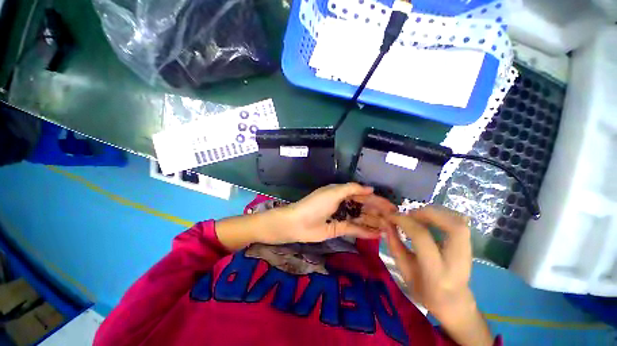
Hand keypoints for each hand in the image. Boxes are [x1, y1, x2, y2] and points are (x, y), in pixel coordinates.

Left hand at [269, 183, 397, 243]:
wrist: (298, 223)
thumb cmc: (315, 204)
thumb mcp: (333, 192)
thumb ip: (352, 189)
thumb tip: (370, 188)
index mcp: (341, 193)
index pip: (363, 195)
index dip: (377, 200)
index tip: (391, 206)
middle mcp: (343, 204)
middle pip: (364, 207)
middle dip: (378, 212)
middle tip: (394, 219)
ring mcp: (342, 217)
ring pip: (361, 219)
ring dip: (374, 222)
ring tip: (390, 228)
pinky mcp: (340, 229)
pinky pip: (355, 229)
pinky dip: (366, 231)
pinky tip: (378, 234)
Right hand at [385, 207, 492, 345]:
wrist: (455, 305)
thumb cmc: (425, 292)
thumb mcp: (404, 272)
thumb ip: (395, 246)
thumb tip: (386, 223)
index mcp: (437, 272)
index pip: (422, 237)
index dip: (404, 221)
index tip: (391, 216)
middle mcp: (457, 261)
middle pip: (453, 227)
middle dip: (428, 213)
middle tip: (410, 214)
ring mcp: (468, 253)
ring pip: (459, 222)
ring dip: (436, 212)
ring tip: (418, 216)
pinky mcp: (470, 246)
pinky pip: (460, 222)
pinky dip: (444, 215)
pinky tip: (430, 219)